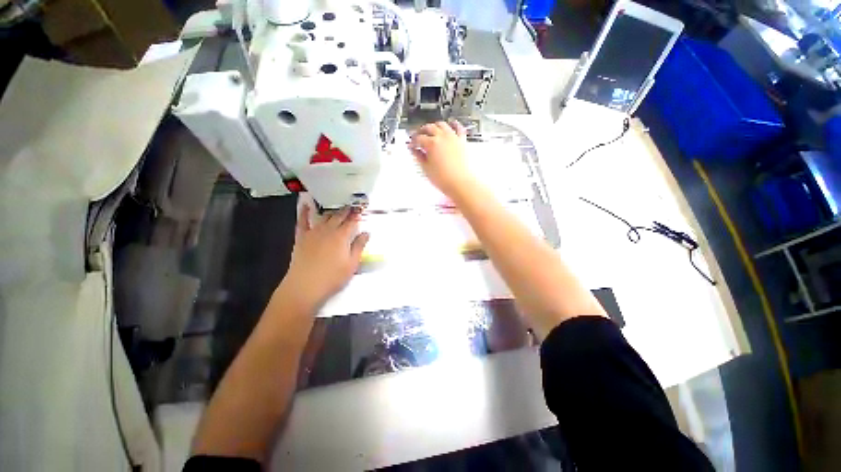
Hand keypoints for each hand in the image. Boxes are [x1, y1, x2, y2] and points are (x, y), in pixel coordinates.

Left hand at [279, 204, 368, 310]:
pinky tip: (306, 205)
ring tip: (338, 208)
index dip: (357, 216)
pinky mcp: (301, 237)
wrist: (305, 286)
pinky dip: (304, 212)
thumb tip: (366, 233)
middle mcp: (328, 231)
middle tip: (352, 207)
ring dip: (332, 211)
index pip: (352, 222)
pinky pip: (303, 221)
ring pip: (324, 217)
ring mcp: (313, 232)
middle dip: (346, 211)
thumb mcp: (352, 264)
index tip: (361, 211)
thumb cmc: (332, 277)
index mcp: (342, 237)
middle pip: (339, 217)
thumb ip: (359, 246)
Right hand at [409, 121, 474, 196]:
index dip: (413, 141)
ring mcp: (453, 137)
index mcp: (431, 144)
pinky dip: (453, 124)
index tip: (411, 144)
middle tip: (417, 136)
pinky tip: (451, 124)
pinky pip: (458, 127)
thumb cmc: (445, 179)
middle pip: (429, 128)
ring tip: (431, 130)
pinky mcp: (462, 141)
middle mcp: (442, 137)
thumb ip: (419, 157)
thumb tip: (414, 150)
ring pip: (442, 125)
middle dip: (421, 131)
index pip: (418, 138)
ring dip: (434, 126)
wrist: (461, 183)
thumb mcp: (427, 169)